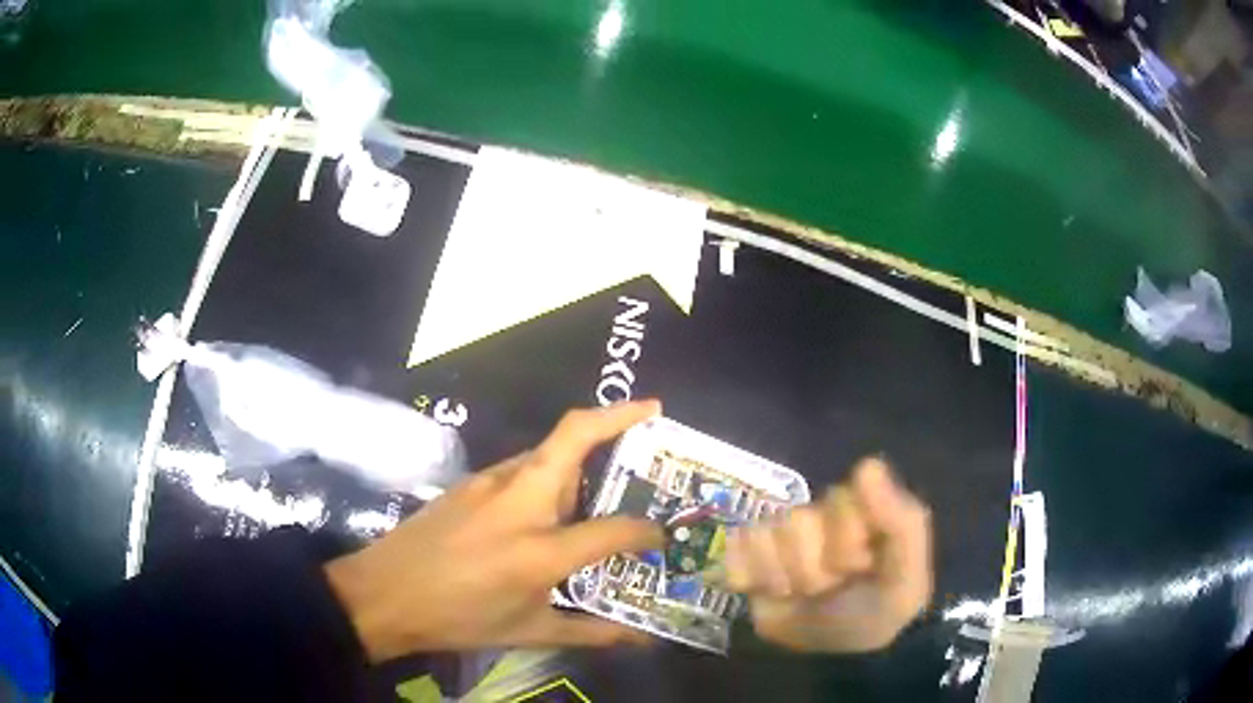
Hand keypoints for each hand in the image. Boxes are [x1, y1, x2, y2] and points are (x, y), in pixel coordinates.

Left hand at [324, 401, 664, 661]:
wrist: (384, 594)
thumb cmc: (459, 620)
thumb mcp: (530, 633)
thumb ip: (593, 632)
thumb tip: (640, 637)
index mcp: (539, 551)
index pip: (613, 529)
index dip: (646, 530)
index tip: (661, 534)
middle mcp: (519, 503)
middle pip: (573, 436)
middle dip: (618, 415)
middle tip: (652, 413)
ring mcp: (490, 484)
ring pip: (548, 447)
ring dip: (584, 444)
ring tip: (611, 466)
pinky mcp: (469, 481)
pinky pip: (523, 465)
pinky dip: (551, 469)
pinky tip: (551, 499)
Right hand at [725, 458, 931, 652]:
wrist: (833, 657)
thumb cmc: (876, 611)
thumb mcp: (906, 576)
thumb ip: (902, 521)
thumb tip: (867, 465)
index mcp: (862, 508)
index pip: (842, 497)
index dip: (848, 538)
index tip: (863, 565)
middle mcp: (821, 513)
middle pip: (799, 520)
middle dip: (815, 568)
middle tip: (831, 587)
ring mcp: (782, 534)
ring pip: (766, 535)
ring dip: (784, 578)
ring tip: (801, 594)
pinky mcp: (749, 555)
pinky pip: (736, 548)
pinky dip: (750, 575)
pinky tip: (769, 591)